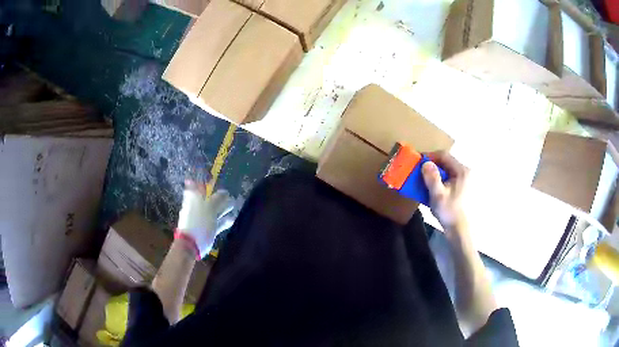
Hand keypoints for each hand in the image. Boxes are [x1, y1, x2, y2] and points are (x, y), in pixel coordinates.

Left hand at [177, 181, 234, 257]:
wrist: (190, 245)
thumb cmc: (199, 223)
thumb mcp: (210, 208)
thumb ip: (219, 199)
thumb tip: (225, 193)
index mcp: (194, 199)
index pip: (197, 187)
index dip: (203, 184)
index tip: (212, 181)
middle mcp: (196, 208)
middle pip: (207, 200)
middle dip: (218, 198)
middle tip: (230, 196)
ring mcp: (200, 220)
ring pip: (212, 211)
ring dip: (222, 209)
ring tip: (233, 207)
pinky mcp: (205, 231)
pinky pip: (215, 223)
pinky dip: (223, 221)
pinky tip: (232, 220)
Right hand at [421, 151, 468, 230]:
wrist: (460, 231)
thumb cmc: (449, 212)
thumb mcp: (438, 195)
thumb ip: (432, 177)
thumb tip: (426, 163)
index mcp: (462, 171)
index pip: (444, 155)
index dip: (430, 156)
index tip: (417, 162)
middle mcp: (465, 172)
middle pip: (446, 162)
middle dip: (431, 166)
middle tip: (419, 172)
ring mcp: (465, 181)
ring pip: (447, 171)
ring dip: (435, 174)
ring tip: (424, 181)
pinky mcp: (463, 189)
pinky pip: (449, 179)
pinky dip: (440, 181)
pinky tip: (433, 189)